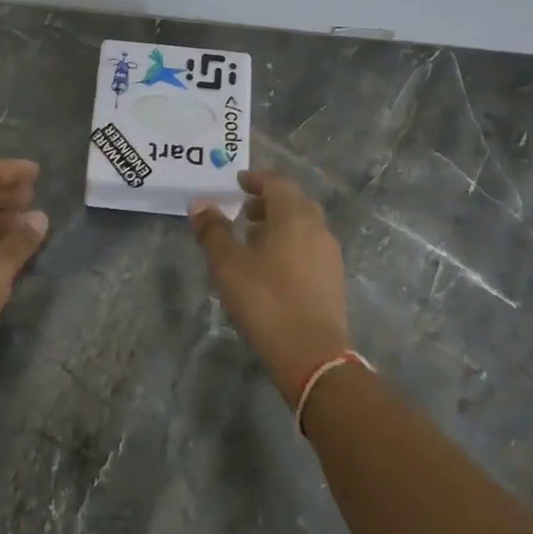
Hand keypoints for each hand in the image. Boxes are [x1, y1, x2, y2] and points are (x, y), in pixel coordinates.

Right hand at [190, 170, 351, 400]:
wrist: (311, 355)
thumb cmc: (265, 300)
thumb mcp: (228, 265)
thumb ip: (213, 230)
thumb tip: (199, 203)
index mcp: (294, 216)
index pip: (278, 182)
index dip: (257, 178)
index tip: (238, 182)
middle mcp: (317, 228)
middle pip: (294, 201)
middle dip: (268, 200)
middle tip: (243, 209)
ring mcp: (329, 255)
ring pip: (304, 226)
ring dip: (279, 223)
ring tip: (251, 238)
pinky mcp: (333, 279)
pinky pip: (309, 247)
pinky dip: (289, 244)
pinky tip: (270, 266)